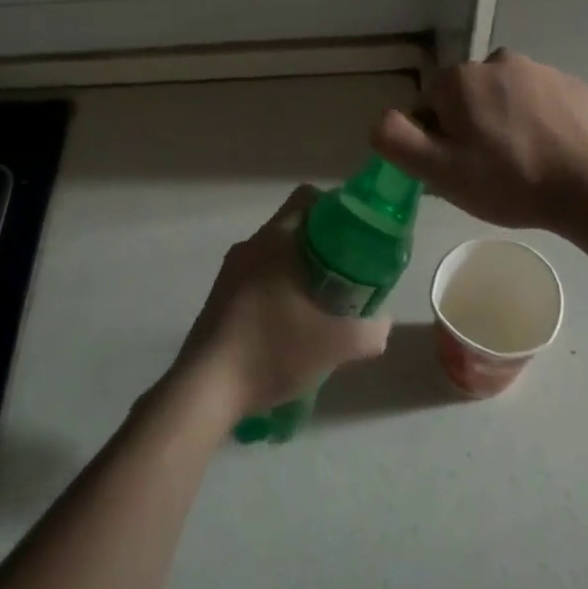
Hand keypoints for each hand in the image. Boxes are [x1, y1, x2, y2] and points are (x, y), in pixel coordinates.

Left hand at [176, 186, 391, 416]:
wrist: (206, 389)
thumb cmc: (271, 351)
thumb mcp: (335, 345)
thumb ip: (369, 331)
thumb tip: (382, 322)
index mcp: (275, 240)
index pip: (308, 198)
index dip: (338, 209)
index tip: (359, 236)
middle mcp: (250, 246)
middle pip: (295, 228)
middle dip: (326, 247)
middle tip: (350, 275)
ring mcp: (230, 272)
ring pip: (276, 256)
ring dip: (303, 271)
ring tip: (326, 305)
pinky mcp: (220, 297)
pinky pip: (259, 278)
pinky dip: (281, 290)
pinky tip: (294, 327)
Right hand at [370, 49, 587, 230]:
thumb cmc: (509, 181)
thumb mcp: (439, 171)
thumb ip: (396, 139)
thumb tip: (381, 119)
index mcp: (459, 80)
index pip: (429, 107)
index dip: (437, 140)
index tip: (459, 169)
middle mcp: (496, 61)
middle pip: (466, 99)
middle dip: (471, 128)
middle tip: (490, 170)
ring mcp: (540, 70)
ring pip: (503, 98)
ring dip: (504, 122)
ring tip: (523, 163)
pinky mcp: (572, 85)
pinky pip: (539, 101)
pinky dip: (537, 121)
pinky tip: (550, 152)